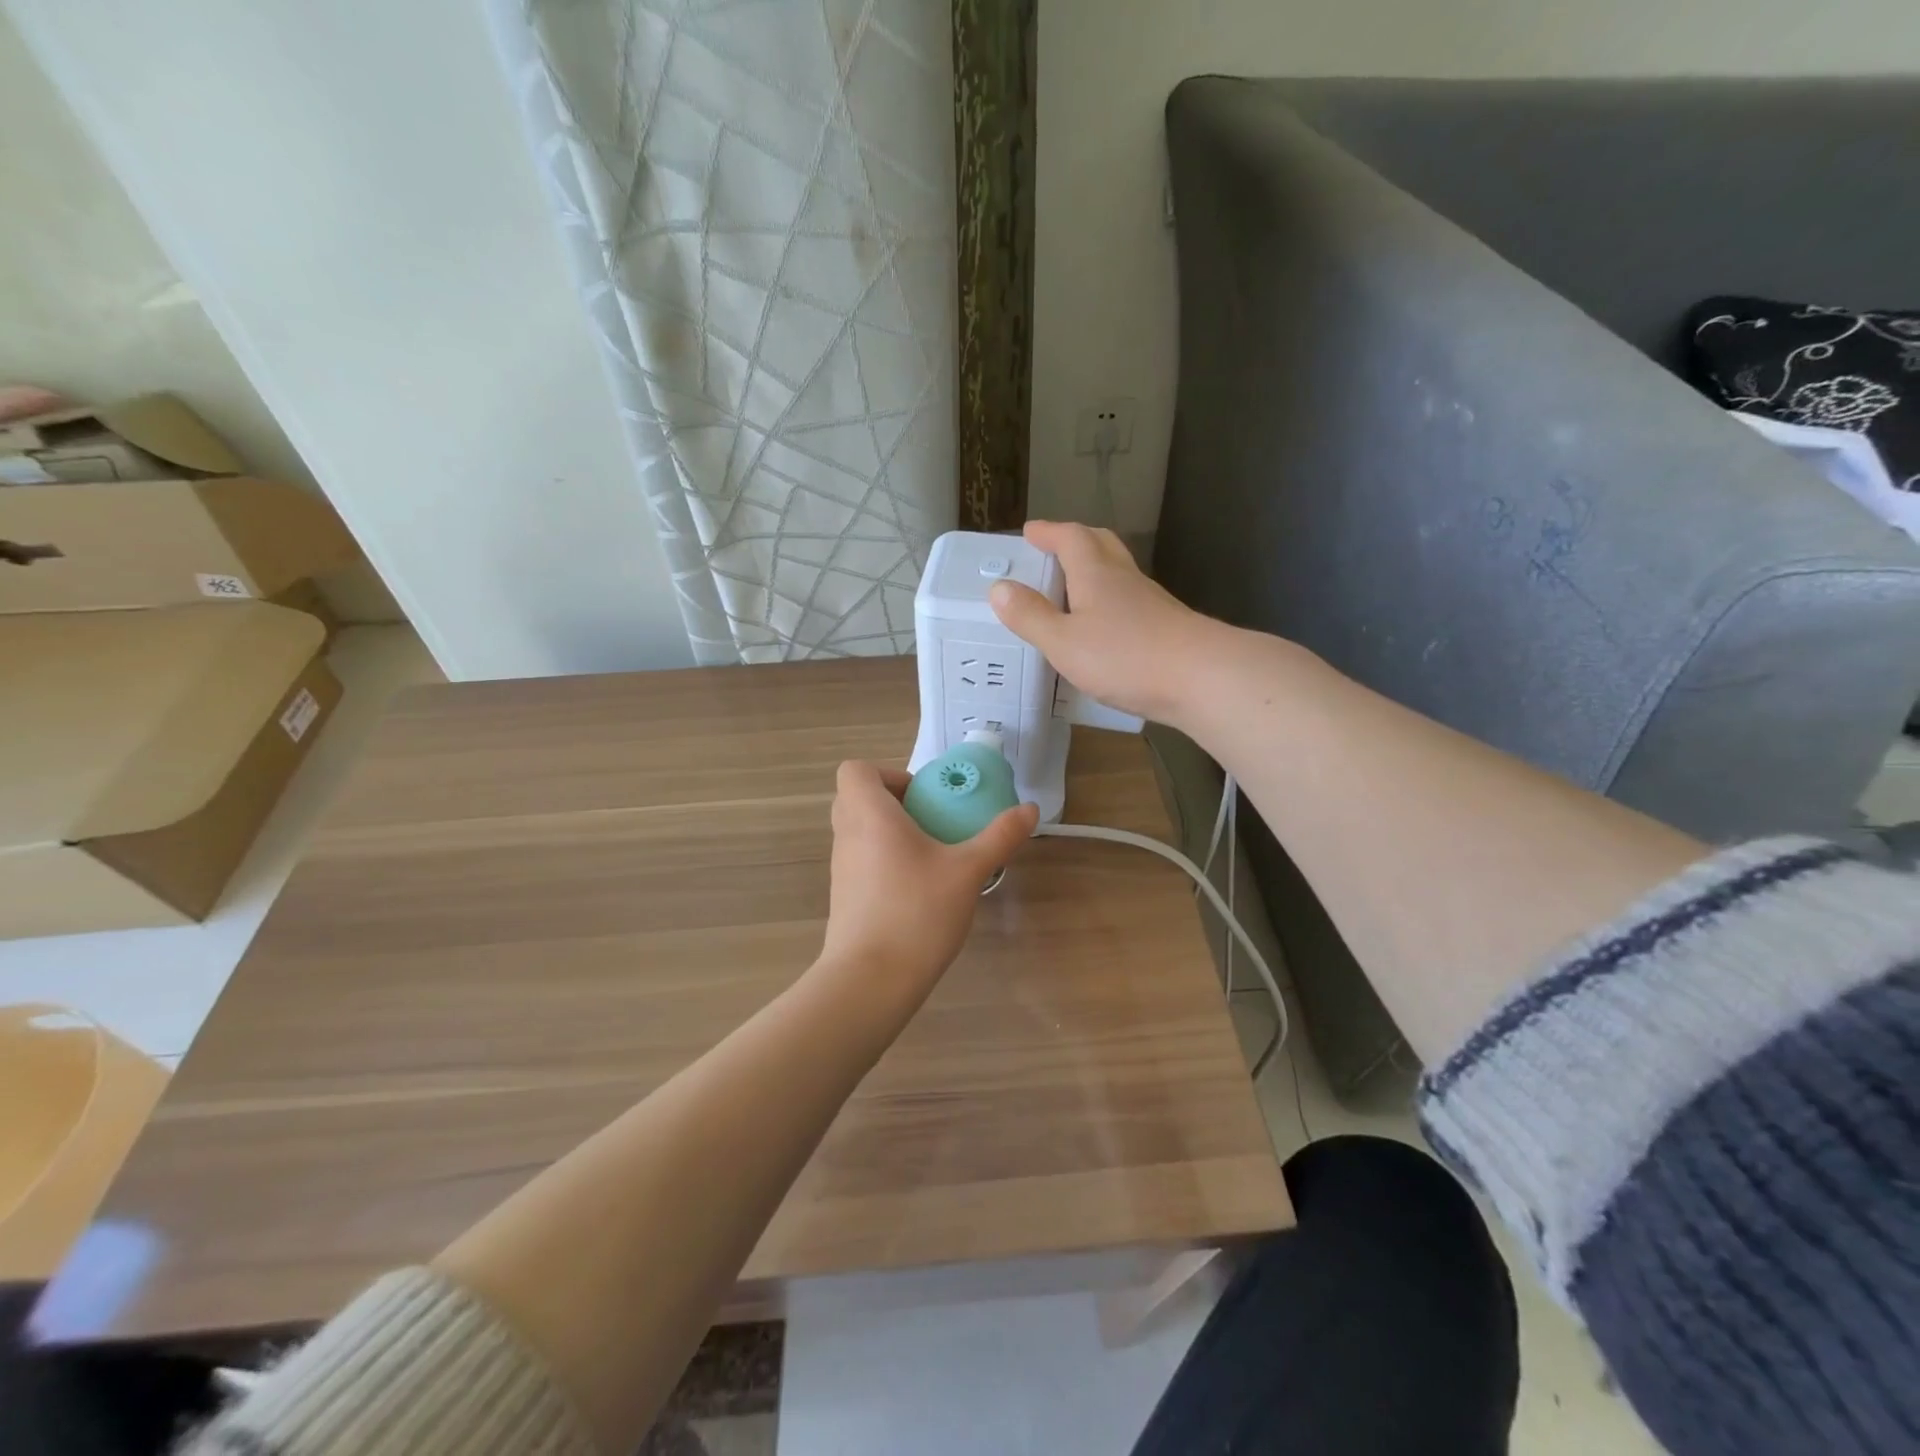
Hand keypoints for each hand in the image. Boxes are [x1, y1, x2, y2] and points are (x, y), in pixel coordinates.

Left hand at [820, 760, 1038, 994]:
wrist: (870, 980)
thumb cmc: (917, 911)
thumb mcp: (968, 871)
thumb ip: (1000, 836)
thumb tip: (1029, 809)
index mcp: (870, 815)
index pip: (855, 770)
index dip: (888, 773)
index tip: (923, 797)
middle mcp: (847, 835)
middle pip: (856, 798)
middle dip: (894, 801)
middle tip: (931, 820)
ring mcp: (841, 868)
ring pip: (859, 831)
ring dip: (890, 832)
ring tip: (932, 855)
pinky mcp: (843, 897)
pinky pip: (861, 861)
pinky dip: (884, 861)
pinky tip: (918, 888)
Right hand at [989, 520, 1221, 726]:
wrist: (1203, 678)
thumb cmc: (1126, 657)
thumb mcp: (1064, 642)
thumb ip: (1030, 616)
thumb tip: (999, 587)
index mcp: (1096, 574)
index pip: (1070, 538)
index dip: (1049, 532)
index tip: (1030, 532)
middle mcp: (1124, 579)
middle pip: (1101, 545)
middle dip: (1075, 541)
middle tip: (1054, 549)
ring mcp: (1151, 601)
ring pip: (1118, 572)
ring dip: (1094, 571)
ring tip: (1073, 588)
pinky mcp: (1166, 626)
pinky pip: (1130, 601)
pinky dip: (1110, 601)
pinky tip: (1105, 626)